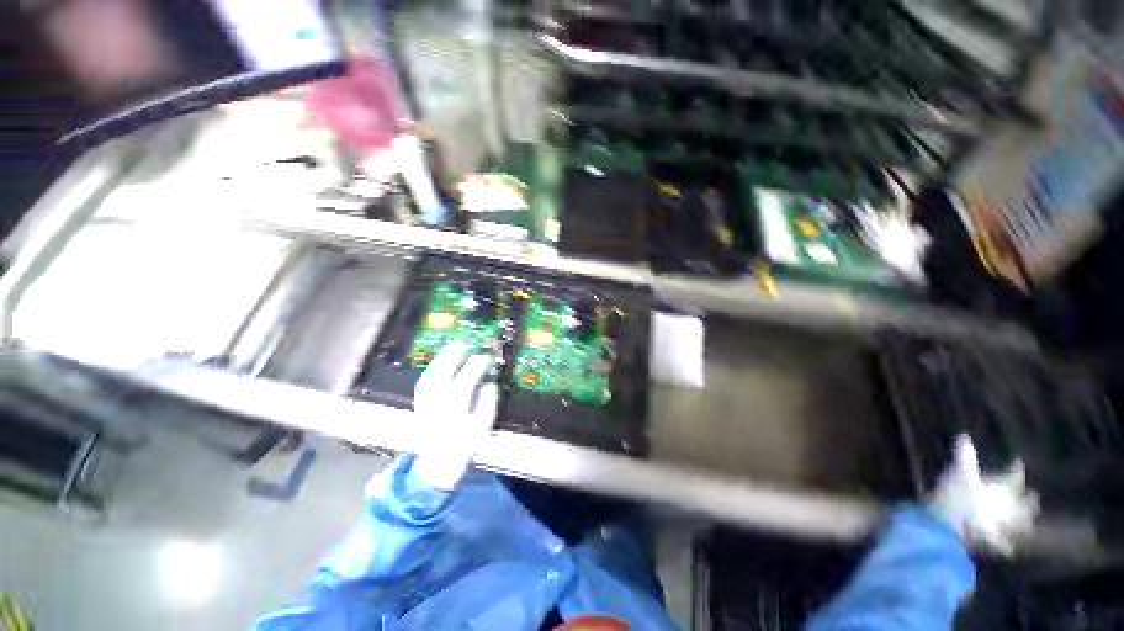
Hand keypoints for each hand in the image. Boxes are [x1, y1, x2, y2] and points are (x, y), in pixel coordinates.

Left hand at [410, 343, 498, 490]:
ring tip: (454, 346)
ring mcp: (425, 402)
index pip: (467, 378)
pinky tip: (440, 362)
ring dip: (442, 358)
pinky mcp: (419, 403)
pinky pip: (425, 380)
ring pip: (432, 374)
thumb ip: (488, 404)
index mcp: (456, 407)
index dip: (478, 363)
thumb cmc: (463, 446)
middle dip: (455, 355)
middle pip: (444, 372)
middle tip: (466, 343)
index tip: (488, 355)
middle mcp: (437, 401)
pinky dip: (433, 368)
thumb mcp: (482, 427)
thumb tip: (490, 384)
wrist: (436, 464)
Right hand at [928, 434, 1039, 554]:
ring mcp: (1001, 526)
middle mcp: (1008, 507)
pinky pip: (1002, 543)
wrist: (949, 529)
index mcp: (1003, 489)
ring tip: (1029, 524)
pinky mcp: (991, 541)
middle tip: (1035, 497)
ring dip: (1024, 522)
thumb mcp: (958, 474)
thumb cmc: (957, 497)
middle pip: (1024, 503)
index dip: (1016, 469)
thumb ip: (964, 457)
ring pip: (1019, 524)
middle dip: (1029, 501)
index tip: (1018, 462)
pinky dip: (1006, 545)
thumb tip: (964, 436)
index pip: (1015, 476)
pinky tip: (1009, 550)